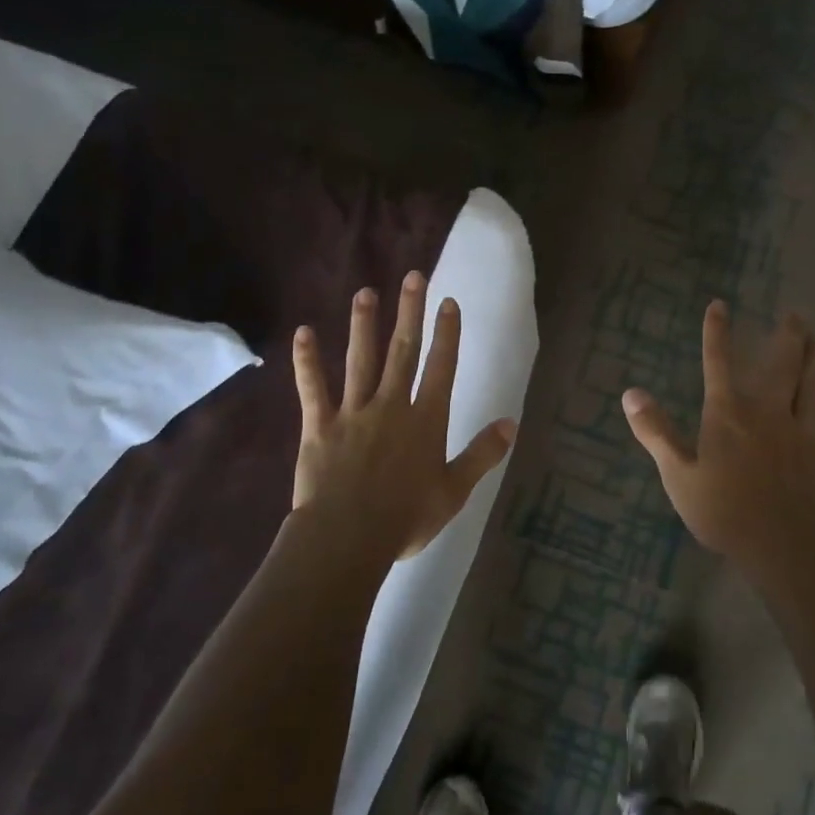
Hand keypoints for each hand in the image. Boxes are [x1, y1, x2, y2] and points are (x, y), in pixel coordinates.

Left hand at [292, 271, 516, 562]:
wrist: (348, 537)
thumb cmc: (406, 518)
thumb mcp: (454, 490)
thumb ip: (482, 454)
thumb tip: (511, 423)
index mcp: (425, 421)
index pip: (441, 368)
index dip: (447, 334)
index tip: (448, 302)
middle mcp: (391, 406)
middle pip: (403, 352)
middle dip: (409, 313)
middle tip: (411, 277)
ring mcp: (353, 412)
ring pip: (360, 360)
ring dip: (363, 325)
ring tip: (365, 292)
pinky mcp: (319, 425)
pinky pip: (312, 388)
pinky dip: (307, 361)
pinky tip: (303, 332)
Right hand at [621, 301, 814, 571]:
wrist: (783, 544)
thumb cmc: (723, 512)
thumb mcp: (677, 474)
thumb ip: (656, 431)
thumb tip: (630, 393)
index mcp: (727, 415)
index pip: (718, 364)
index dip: (717, 333)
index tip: (720, 304)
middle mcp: (767, 412)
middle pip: (780, 365)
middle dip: (786, 337)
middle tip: (795, 314)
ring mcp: (803, 430)